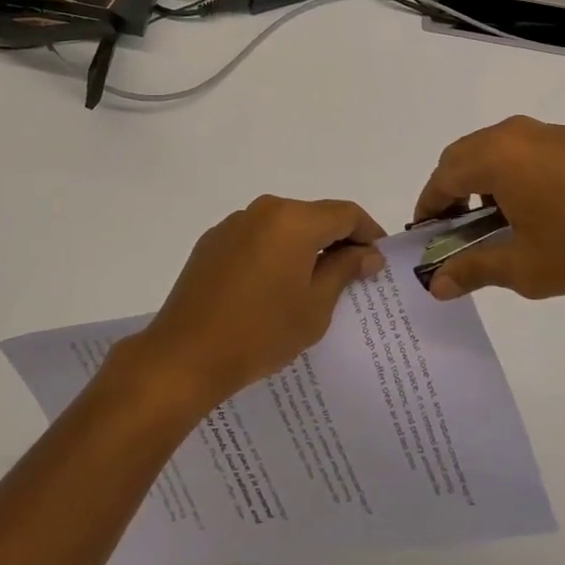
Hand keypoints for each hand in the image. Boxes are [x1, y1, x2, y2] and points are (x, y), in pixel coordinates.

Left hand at [122, 196, 385, 411]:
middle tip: (351, 275)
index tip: (378, 259)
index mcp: (294, 221)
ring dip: (303, 246)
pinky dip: (273, 252)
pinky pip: (256, 238)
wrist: (185, 355)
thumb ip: (344, 271)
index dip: (368, 232)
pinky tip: (271, 287)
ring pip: (283, 226)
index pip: (345, 213)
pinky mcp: (213, 241)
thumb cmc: (261, 332)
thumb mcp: (315, 307)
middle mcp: (265, 210)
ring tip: (311, 284)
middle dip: (336, 240)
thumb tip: (368, 253)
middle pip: (313, 216)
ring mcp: (234, 223)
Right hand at [413, 116, 564, 300]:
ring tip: (500, 219)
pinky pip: (530, 148)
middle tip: (457, 227)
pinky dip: (516, 171)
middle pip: (464, 155)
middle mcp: (514, 134)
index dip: (428, 206)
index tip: (426, 233)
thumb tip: (437, 285)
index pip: (442, 178)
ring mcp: (549, 131)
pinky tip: (542, 205)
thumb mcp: (524, 268)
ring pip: (497, 148)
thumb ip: (474, 270)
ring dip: (484, 178)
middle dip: (452, 189)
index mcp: (494, 157)